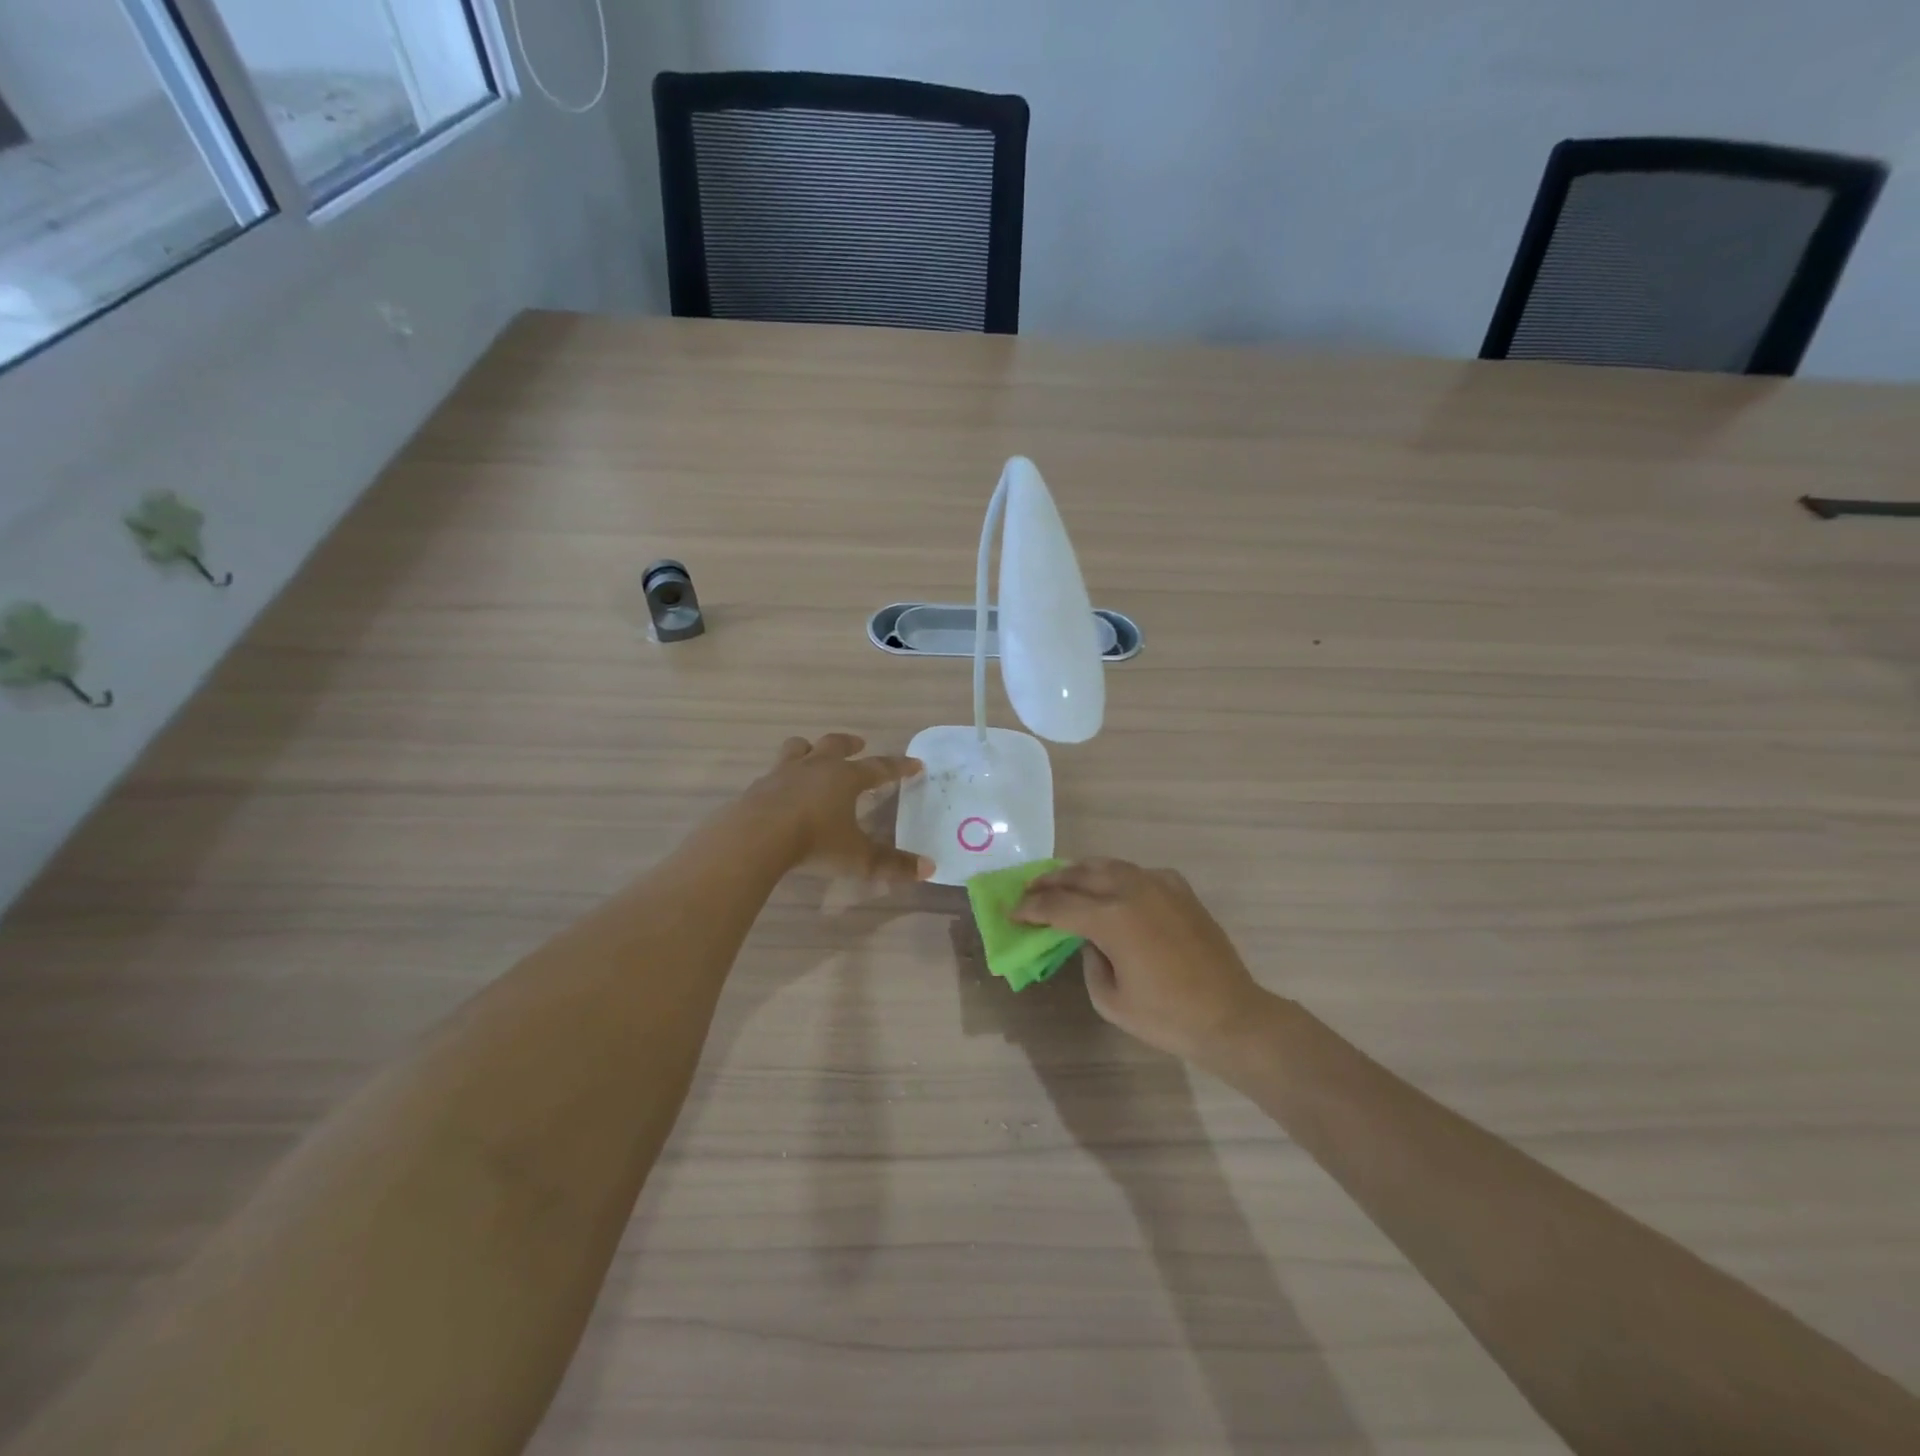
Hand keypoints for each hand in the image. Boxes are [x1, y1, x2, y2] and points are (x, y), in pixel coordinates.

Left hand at [745, 733, 930, 882]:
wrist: (756, 837)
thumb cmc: (814, 841)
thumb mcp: (857, 857)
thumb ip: (891, 863)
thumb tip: (929, 868)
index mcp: (845, 778)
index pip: (879, 767)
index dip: (899, 766)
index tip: (914, 763)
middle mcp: (816, 767)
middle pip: (835, 745)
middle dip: (850, 743)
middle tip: (859, 743)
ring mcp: (783, 773)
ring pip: (798, 748)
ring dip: (809, 748)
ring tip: (812, 752)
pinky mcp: (758, 786)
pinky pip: (773, 773)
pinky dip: (782, 777)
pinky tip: (780, 790)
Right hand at [1015, 858, 1266, 1062]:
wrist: (1231, 1016)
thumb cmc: (1167, 1017)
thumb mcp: (1110, 999)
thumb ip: (1089, 961)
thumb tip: (1090, 940)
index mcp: (1111, 918)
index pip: (1058, 905)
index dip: (1031, 909)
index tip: (1013, 912)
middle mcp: (1132, 890)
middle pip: (1080, 875)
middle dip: (1050, 882)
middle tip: (1029, 889)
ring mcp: (1159, 885)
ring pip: (1109, 866)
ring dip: (1081, 871)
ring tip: (1064, 880)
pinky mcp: (1180, 890)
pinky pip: (1139, 873)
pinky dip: (1117, 876)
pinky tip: (1113, 888)